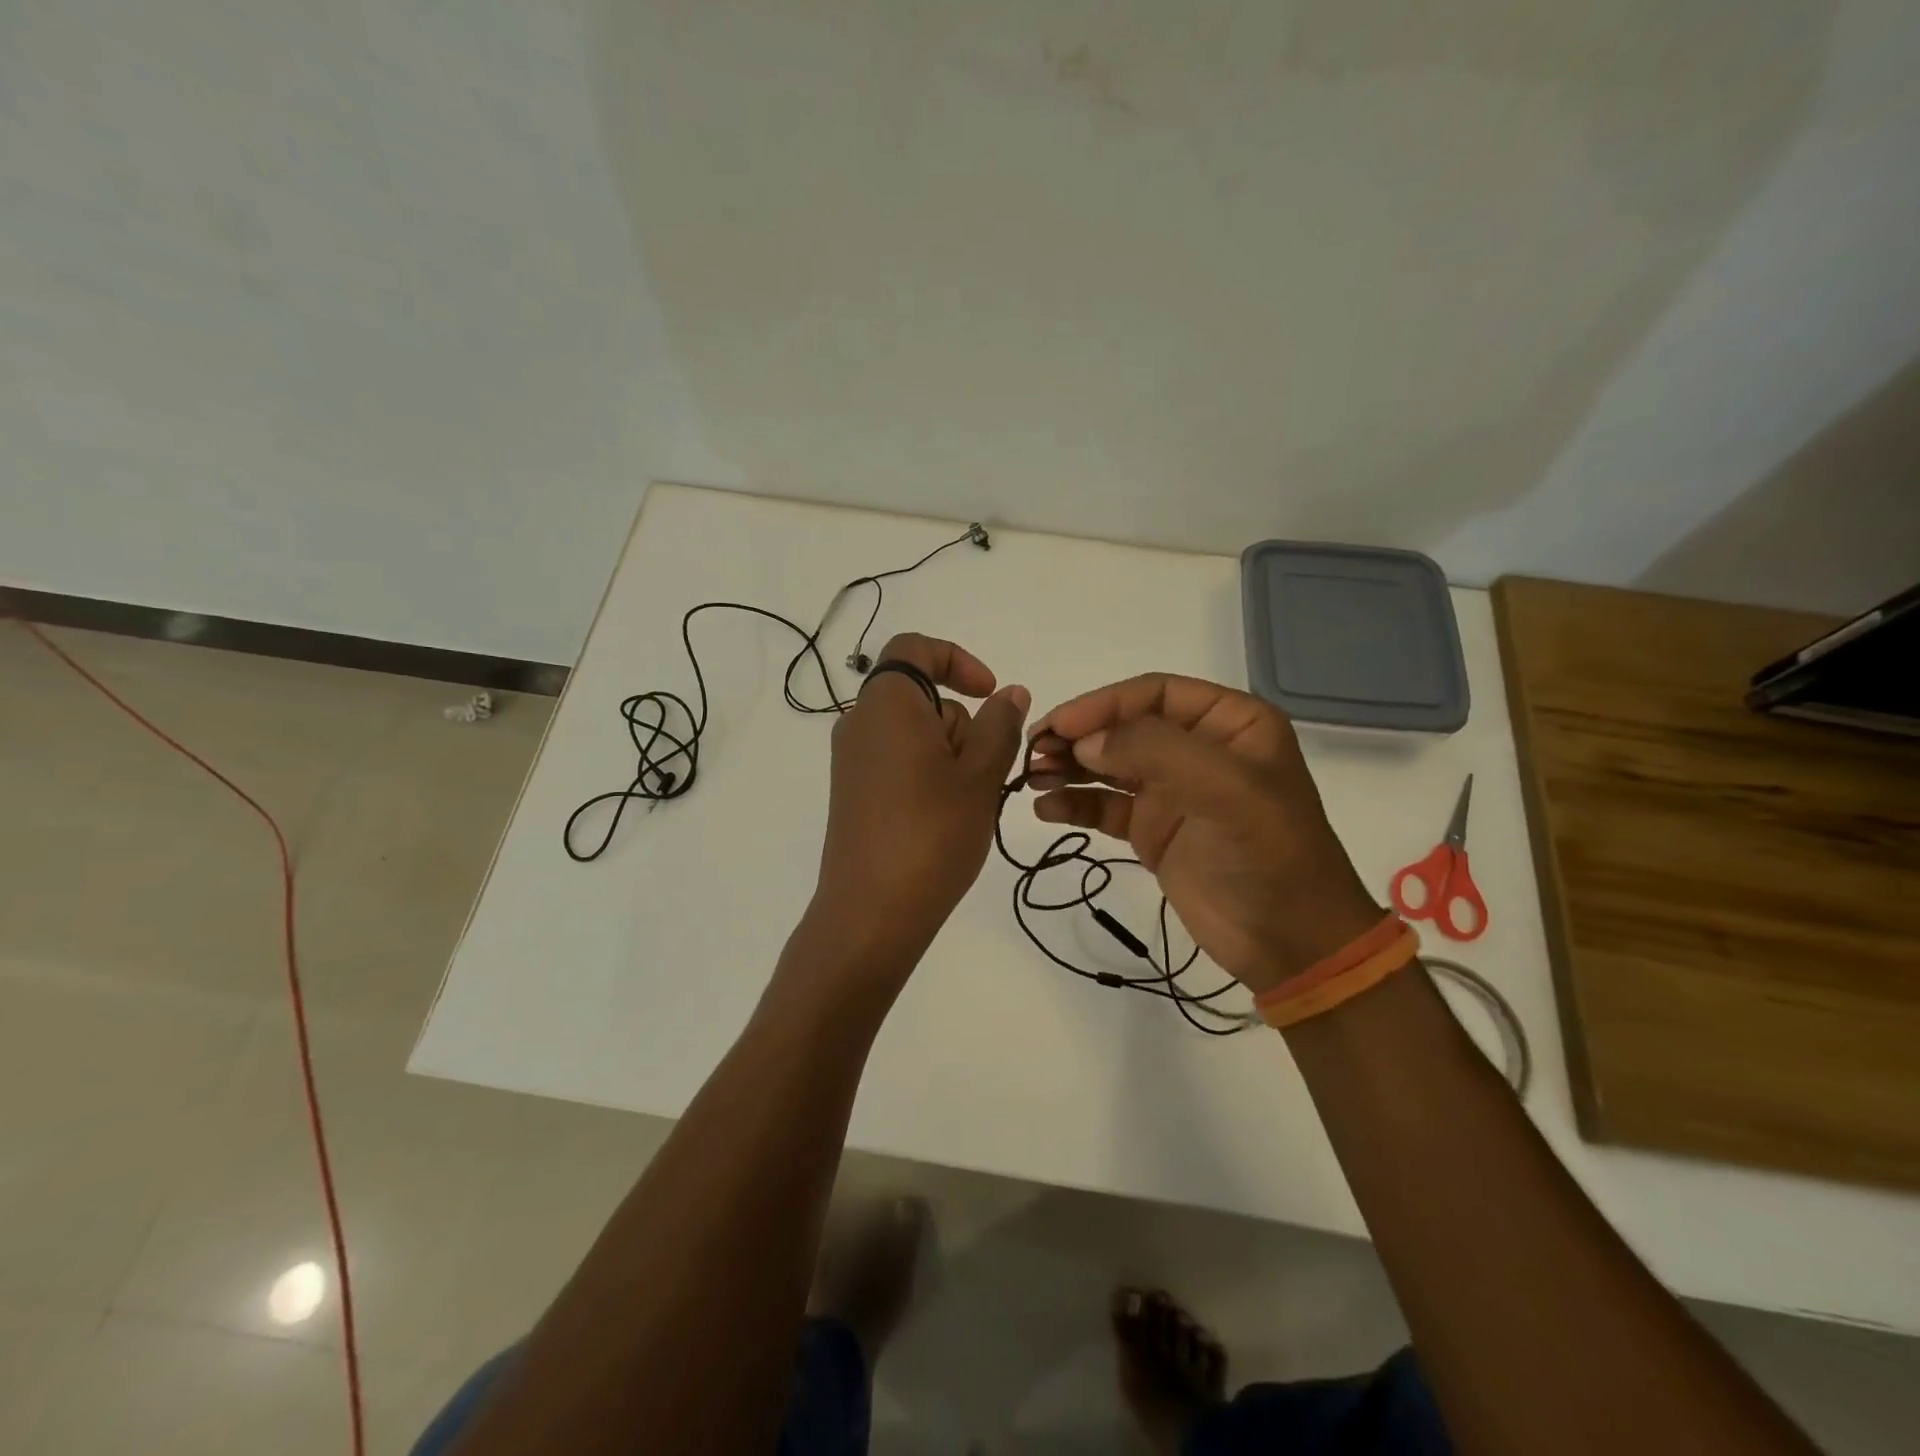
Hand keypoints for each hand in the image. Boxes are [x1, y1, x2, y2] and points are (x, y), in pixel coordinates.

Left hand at [811, 633, 1029, 970]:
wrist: (872, 913)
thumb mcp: (980, 775)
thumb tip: (1010, 693)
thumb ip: (1000, 724)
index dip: (957, 659)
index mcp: (886, 704)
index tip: (990, 694)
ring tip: (966, 806)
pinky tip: (943, 819)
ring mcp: (852, 762)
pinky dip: (929, 776)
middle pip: (922, 698)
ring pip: (915, 735)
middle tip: (983, 774)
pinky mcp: (853, 793)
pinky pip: (898, 763)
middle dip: (962, 724)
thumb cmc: (932, 834)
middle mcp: (860, 724)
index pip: (915, 648)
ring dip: (950, 756)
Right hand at [1027, 675, 1380, 994]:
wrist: (1290, 942)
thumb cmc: (1269, 855)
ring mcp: (1172, 791)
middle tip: (1033, 752)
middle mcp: (1198, 749)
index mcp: (1229, 723)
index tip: (1059, 726)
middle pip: (1124, 727)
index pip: (1154, 694)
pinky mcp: (1153, 830)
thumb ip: (1154, 751)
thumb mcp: (1225, 789)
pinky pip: (1104, 807)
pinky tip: (1046, 810)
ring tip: (1031, 778)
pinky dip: (1074, 805)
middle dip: (1078, 736)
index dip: (1103, 704)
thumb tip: (1084, 742)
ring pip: (1108, 765)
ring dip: (1069, 767)